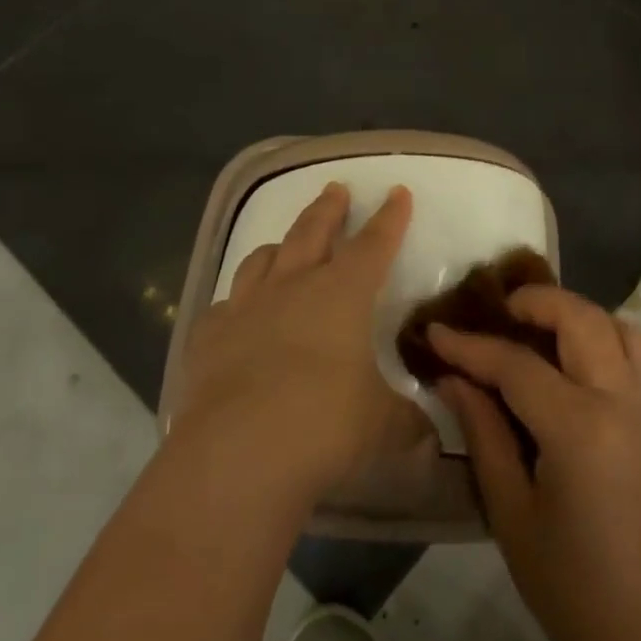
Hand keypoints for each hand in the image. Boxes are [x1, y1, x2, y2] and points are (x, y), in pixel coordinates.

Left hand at [173, 182, 416, 495]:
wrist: (238, 452)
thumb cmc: (325, 426)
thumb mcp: (384, 427)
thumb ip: (410, 423)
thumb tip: (431, 435)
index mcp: (342, 294)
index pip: (374, 244)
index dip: (390, 218)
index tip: (397, 191)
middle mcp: (293, 287)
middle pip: (313, 233)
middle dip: (328, 209)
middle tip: (336, 188)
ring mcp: (245, 308)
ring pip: (262, 260)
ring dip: (279, 246)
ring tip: (284, 242)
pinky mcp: (209, 336)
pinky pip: (224, 306)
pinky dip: (236, 303)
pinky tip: (236, 311)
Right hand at [429, 289, 640, 640]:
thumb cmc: (570, 587)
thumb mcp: (510, 512)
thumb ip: (483, 433)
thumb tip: (453, 378)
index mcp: (580, 430)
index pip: (516, 365)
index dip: (470, 345)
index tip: (435, 330)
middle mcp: (623, 404)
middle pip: (580, 319)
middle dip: (534, 301)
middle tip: (496, 310)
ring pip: (619, 327)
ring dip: (576, 315)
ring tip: (537, 330)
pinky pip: (640, 356)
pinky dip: (607, 338)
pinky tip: (575, 364)